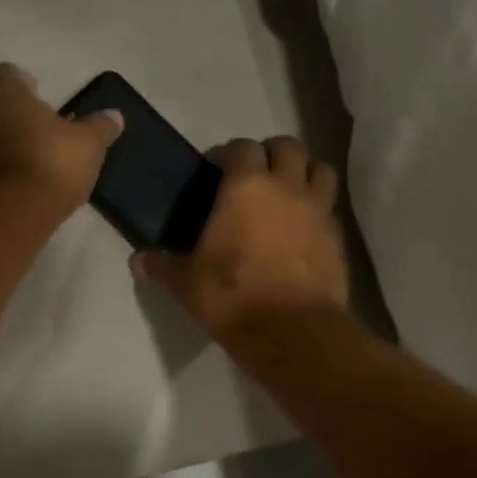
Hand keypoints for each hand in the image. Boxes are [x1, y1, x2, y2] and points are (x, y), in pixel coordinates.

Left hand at [0, 64, 121, 214]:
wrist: (3, 215)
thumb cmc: (47, 165)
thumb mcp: (87, 146)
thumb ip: (100, 128)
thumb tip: (115, 116)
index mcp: (0, 88)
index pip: (11, 74)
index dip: (29, 89)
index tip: (46, 109)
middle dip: (12, 116)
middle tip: (39, 137)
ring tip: (25, 165)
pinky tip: (10, 186)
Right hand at [134, 136, 348, 336]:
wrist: (292, 331)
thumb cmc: (232, 296)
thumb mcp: (186, 283)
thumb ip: (163, 266)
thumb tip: (139, 260)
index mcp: (246, 186)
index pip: (240, 148)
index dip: (227, 154)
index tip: (215, 170)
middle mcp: (286, 187)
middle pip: (287, 146)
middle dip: (270, 153)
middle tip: (254, 175)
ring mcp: (318, 209)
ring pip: (320, 168)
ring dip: (304, 171)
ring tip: (287, 191)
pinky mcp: (337, 237)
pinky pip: (330, 208)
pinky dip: (319, 208)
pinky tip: (303, 228)